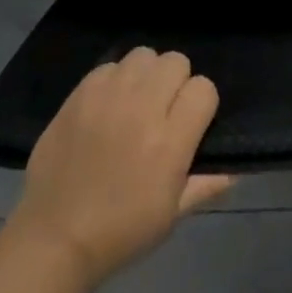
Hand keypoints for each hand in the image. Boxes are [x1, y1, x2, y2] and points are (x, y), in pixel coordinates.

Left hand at [6, 47, 232, 288]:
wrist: (54, 238)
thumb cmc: (120, 232)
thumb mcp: (171, 215)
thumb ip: (206, 184)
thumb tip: (237, 167)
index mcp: (169, 142)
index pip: (204, 89)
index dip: (201, 104)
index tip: (190, 123)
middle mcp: (142, 108)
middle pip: (176, 61)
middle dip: (176, 83)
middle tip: (162, 111)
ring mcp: (109, 95)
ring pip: (144, 55)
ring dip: (146, 75)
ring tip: (135, 101)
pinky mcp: (81, 92)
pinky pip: (110, 65)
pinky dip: (114, 80)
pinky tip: (107, 106)